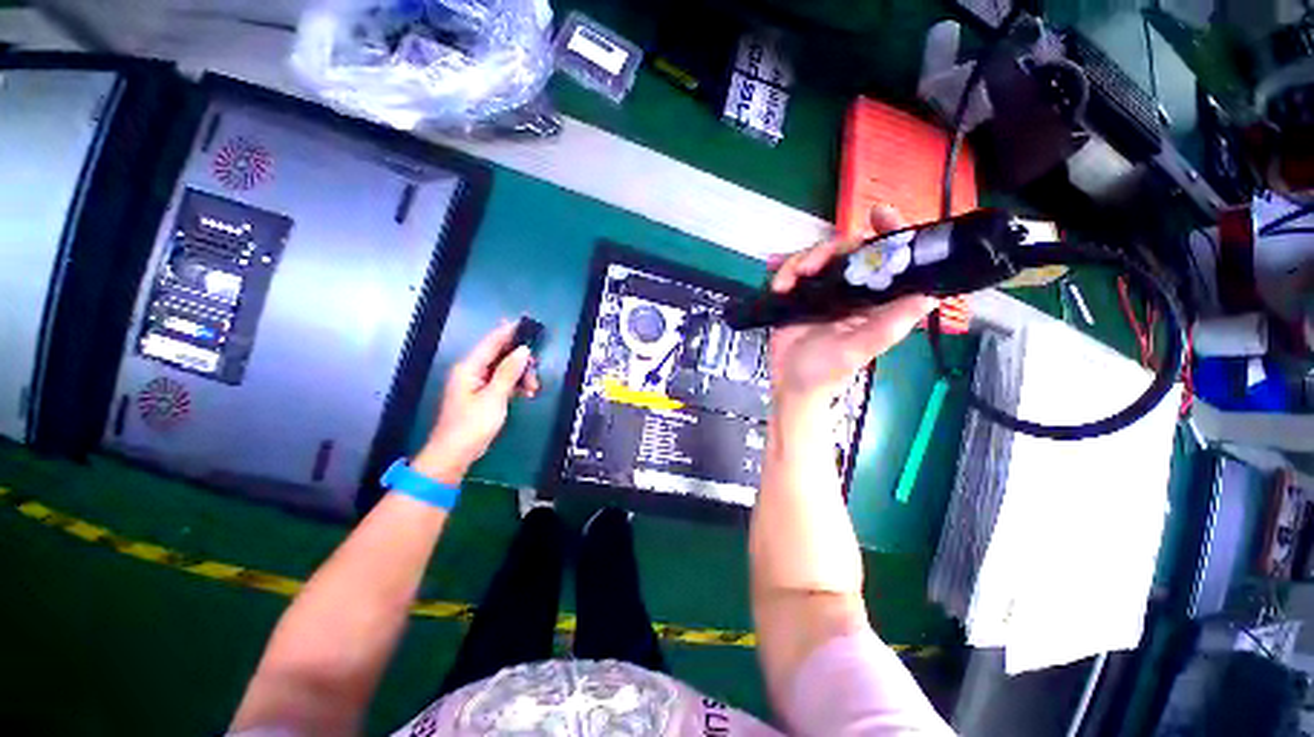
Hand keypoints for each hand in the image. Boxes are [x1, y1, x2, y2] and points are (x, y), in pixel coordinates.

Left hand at [413, 321, 540, 484]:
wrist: (453, 455)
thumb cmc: (472, 425)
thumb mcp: (495, 397)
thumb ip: (509, 372)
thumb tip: (523, 350)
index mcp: (469, 368)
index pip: (491, 342)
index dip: (508, 331)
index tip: (525, 321)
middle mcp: (470, 371)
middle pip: (500, 356)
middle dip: (520, 362)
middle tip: (535, 375)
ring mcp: (475, 383)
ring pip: (503, 369)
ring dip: (520, 376)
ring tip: (533, 389)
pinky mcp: (480, 395)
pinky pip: (501, 381)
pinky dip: (514, 385)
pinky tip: (526, 393)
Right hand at [768, 205, 937, 414]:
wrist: (788, 384)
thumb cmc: (824, 372)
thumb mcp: (856, 350)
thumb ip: (887, 325)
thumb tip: (929, 295)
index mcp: (875, 301)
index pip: (890, 260)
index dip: (891, 232)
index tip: (878, 212)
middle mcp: (852, 291)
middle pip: (847, 250)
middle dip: (827, 251)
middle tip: (809, 267)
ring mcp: (823, 292)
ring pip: (817, 257)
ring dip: (800, 262)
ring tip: (785, 282)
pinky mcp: (799, 296)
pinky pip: (794, 271)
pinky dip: (783, 270)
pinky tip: (775, 280)